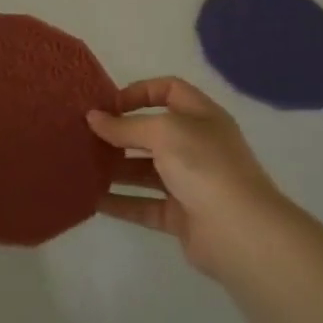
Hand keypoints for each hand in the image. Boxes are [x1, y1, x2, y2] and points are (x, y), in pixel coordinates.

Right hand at [87, 76, 286, 276]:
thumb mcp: (163, 132)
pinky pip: (144, 205)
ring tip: (82, 166)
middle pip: (153, 133)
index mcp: (201, 117)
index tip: (109, 105)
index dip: (140, 92)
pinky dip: (120, 202)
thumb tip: (93, 117)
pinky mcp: (181, 217)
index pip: (169, 91)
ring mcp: (190, 183)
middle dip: (120, 133)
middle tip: (85, 136)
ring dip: (116, 168)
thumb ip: (125, 126)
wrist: (241, 232)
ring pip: (145, 171)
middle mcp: (197, 146)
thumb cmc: (204, 166)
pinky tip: (92, 199)